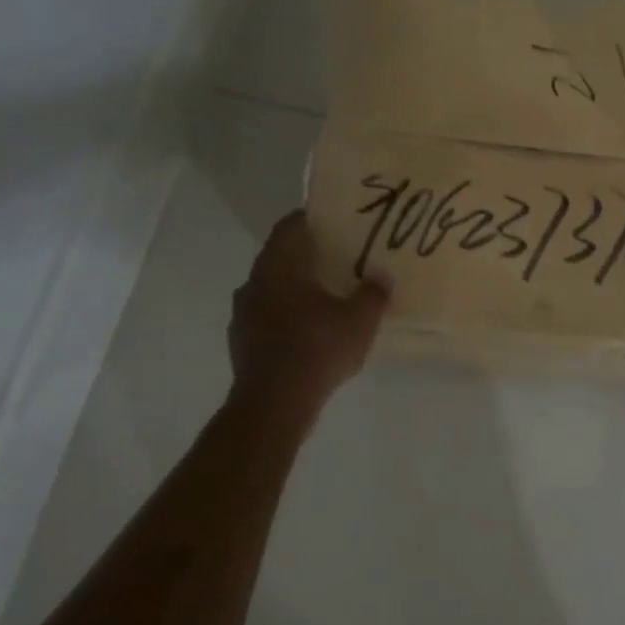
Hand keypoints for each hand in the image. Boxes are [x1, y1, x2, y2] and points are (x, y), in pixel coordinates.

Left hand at [229, 210, 389, 424]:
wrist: (273, 405)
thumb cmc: (317, 349)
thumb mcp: (360, 320)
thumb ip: (373, 293)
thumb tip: (382, 274)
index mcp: (279, 267)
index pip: (290, 226)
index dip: (311, 219)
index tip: (335, 222)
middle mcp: (255, 283)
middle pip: (280, 256)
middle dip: (307, 255)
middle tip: (339, 257)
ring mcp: (243, 314)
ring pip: (272, 288)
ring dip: (295, 288)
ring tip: (326, 295)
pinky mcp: (242, 342)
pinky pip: (267, 317)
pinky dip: (286, 316)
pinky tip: (309, 331)